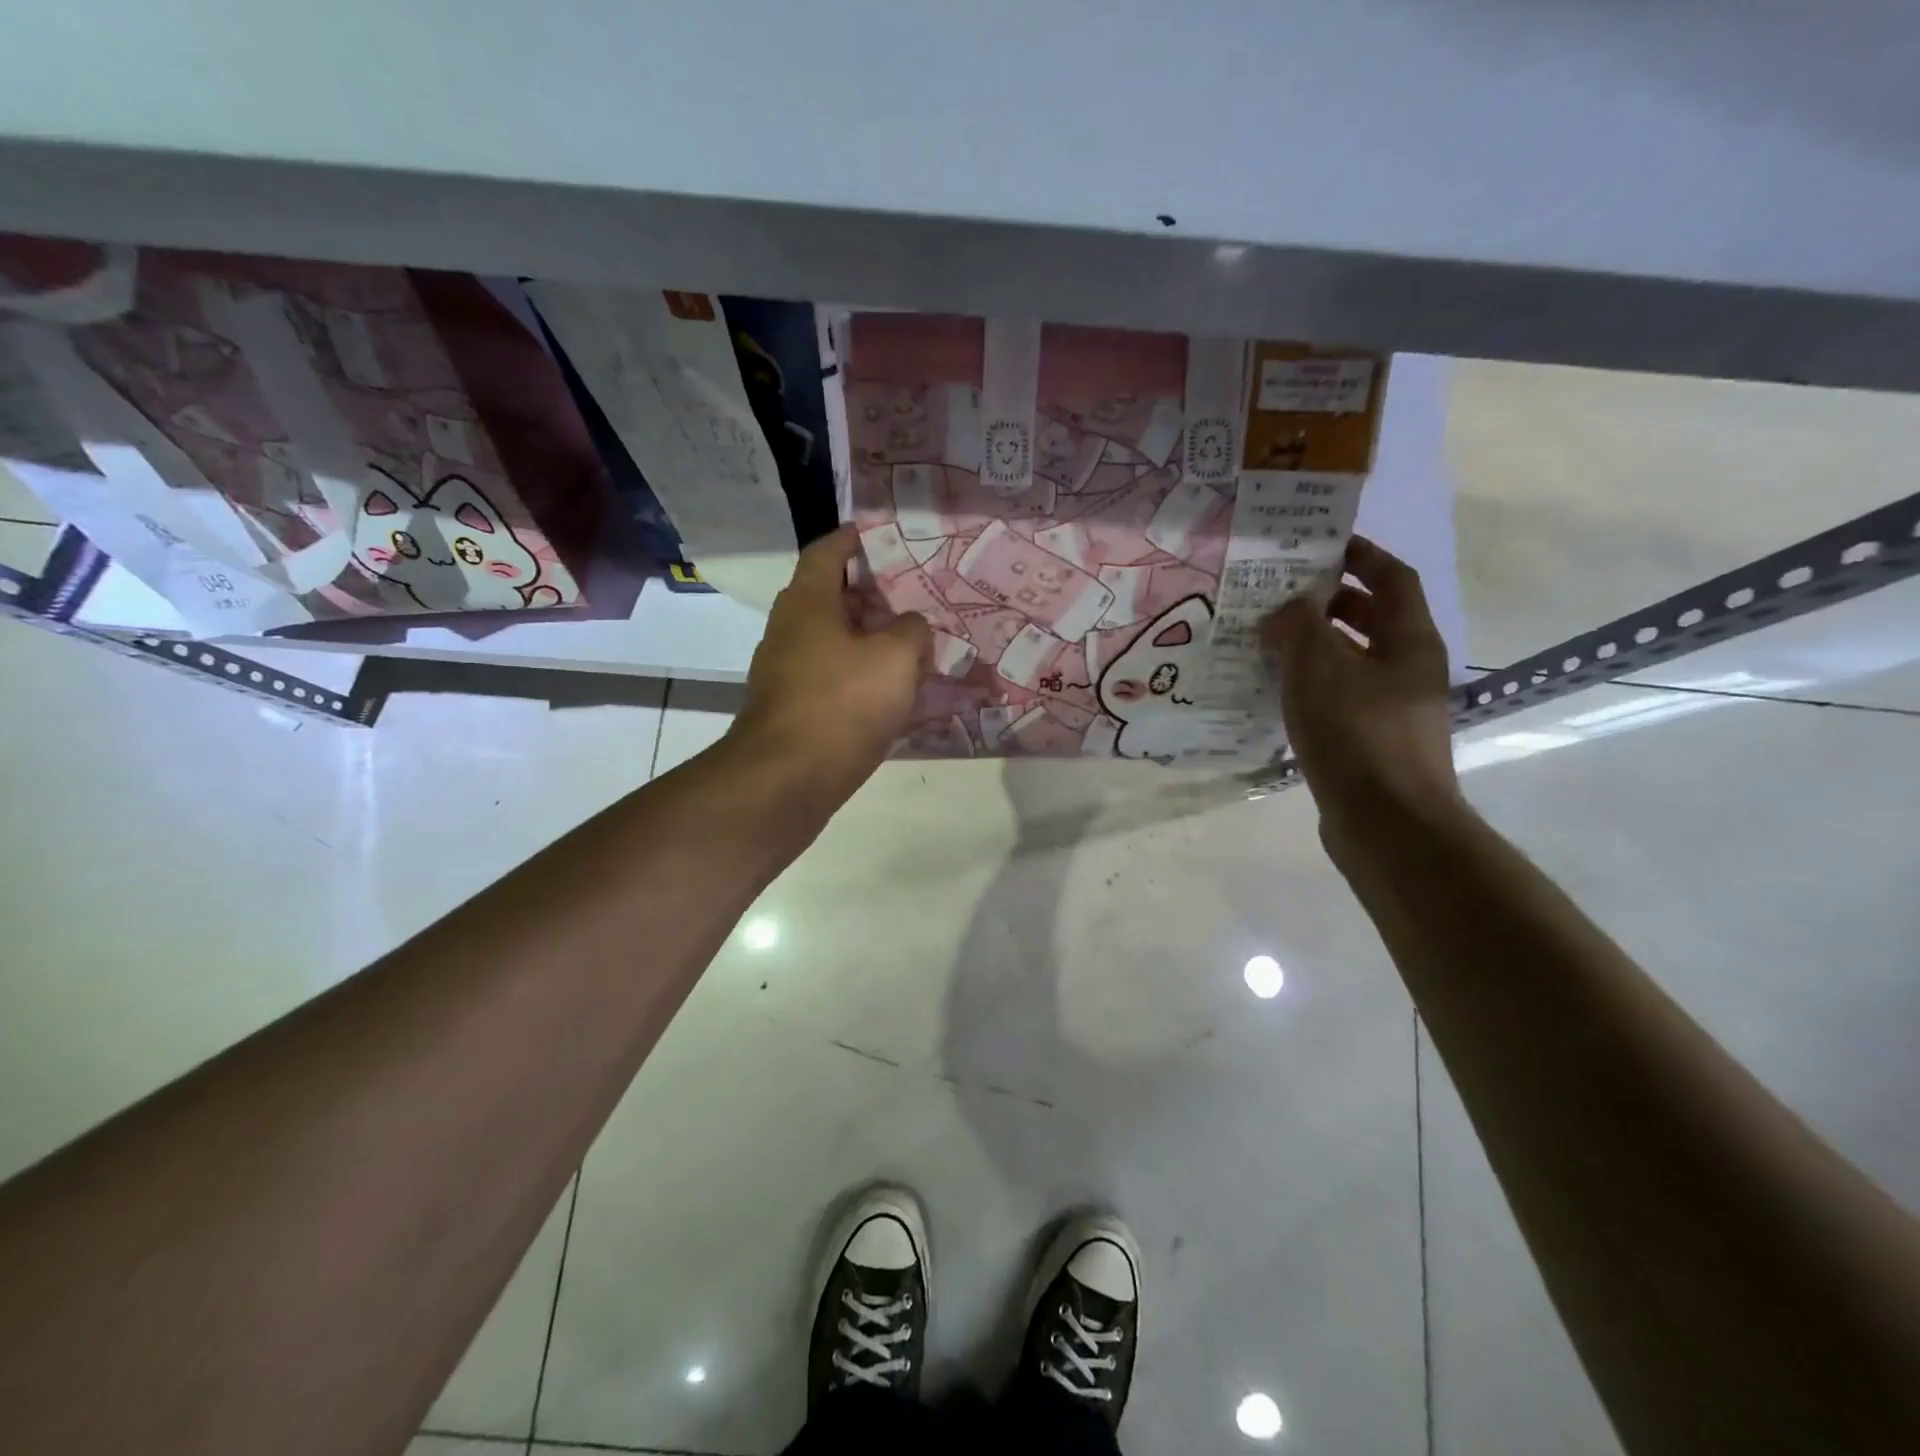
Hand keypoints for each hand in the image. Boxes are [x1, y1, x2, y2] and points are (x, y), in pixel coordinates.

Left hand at [732, 525, 930, 795]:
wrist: (789, 779)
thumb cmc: (842, 703)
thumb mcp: (896, 657)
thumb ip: (912, 630)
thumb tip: (910, 628)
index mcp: (807, 602)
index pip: (828, 551)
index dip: (856, 539)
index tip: (885, 538)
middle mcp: (790, 629)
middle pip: (833, 598)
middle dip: (874, 597)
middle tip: (916, 599)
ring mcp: (787, 671)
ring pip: (835, 642)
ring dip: (871, 641)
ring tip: (914, 647)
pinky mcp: (794, 708)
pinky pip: (833, 678)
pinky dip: (861, 676)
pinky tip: (894, 693)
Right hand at [1262, 536, 1460, 836]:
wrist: (1386, 823)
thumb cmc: (1357, 732)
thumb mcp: (1318, 666)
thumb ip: (1297, 626)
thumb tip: (1284, 613)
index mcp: (1410, 640)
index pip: (1391, 578)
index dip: (1360, 555)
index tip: (1319, 545)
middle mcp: (1409, 669)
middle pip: (1373, 619)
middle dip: (1329, 602)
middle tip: (1280, 595)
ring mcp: (1393, 710)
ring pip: (1352, 661)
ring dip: (1314, 647)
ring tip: (1266, 642)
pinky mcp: (1371, 743)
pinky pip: (1339, 698)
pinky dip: (1310, 686)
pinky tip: (1275, 694)